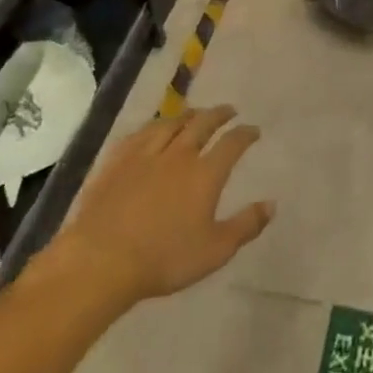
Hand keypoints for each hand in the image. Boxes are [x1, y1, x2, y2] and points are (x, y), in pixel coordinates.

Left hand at [53, 104, 273, 305]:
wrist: (101, 261)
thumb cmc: (163, 259)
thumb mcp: (214, 251)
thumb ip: (246, 226)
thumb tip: (272, 204)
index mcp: (205, 173)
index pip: (232, 143)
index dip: (246, 133)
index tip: (253, 130)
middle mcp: (179, 155)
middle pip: (202, 123)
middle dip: (219, 114)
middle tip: (228, 111)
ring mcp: (145, 154)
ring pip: (171, 123)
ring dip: (188, 114)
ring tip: (195, 113)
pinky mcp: (117, 160)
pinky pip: (140, 133)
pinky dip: (154, 126)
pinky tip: (154, 128)